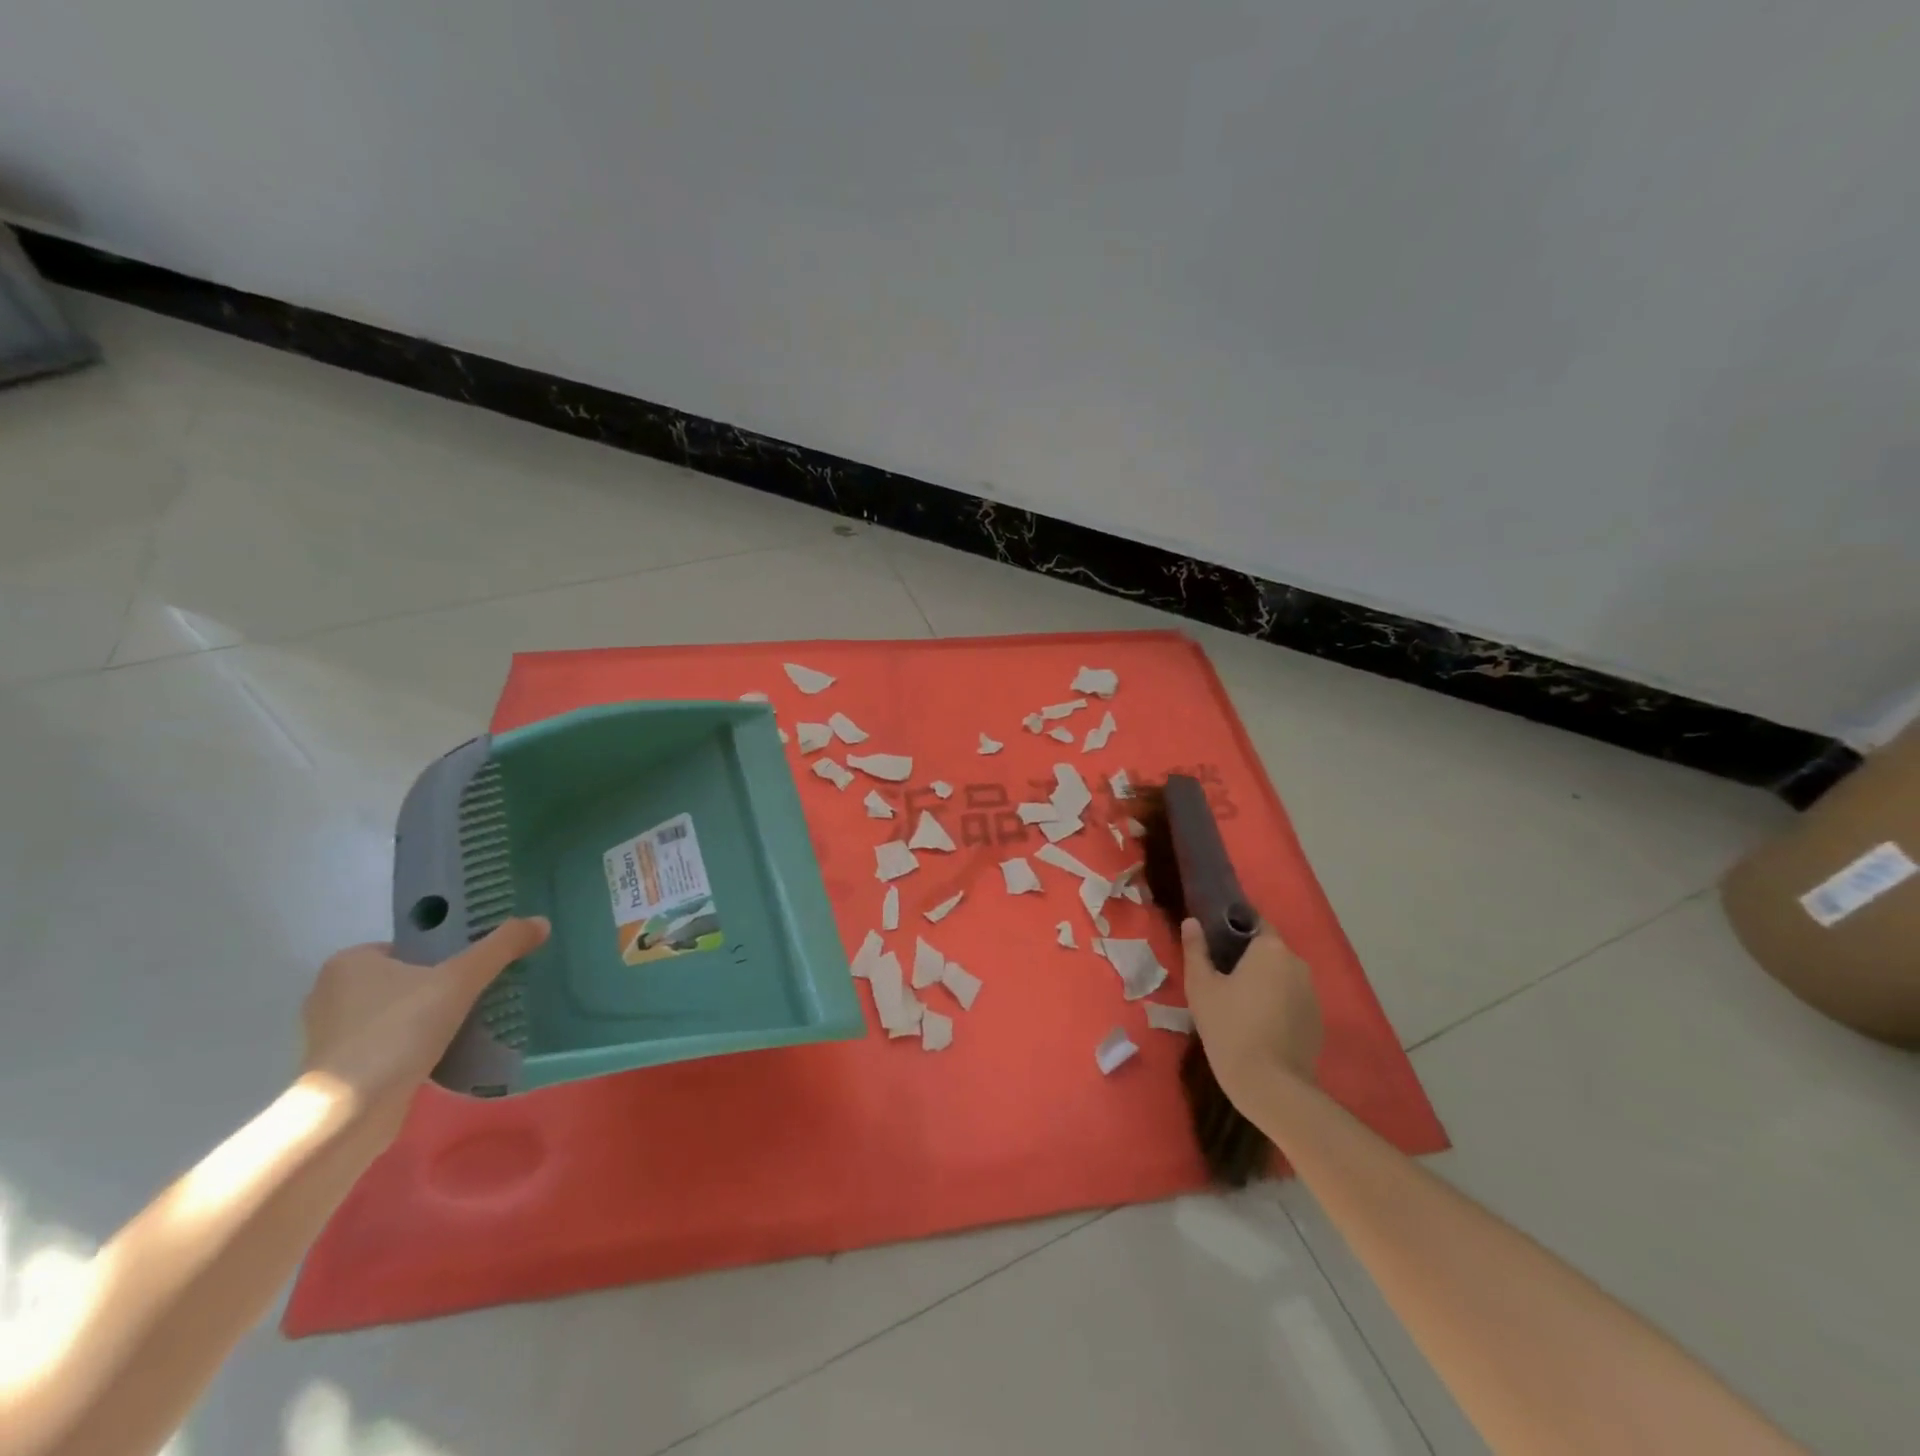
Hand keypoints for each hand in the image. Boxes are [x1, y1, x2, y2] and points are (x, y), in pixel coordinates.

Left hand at [299, 918, 549, 1136]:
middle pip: (404, 979)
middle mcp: (331, 993)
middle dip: (438, 987)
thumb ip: (501, 947)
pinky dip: (413, 1046)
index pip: (409, 946)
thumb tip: (542, 921)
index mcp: (350, 962)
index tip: (475, 967)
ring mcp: (331, 1036)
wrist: (351, 1113)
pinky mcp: (338, 1072)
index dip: (444, 953)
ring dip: (426, 1019)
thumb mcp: (461, 979)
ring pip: (396, 1014)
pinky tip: (444, 1053)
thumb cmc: (399, 1030)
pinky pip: (387, 1045)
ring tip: (469, 1022)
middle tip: (479, 992)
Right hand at [1180, 917, 1322, 1102]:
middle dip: (1246, 958)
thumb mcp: (1201, 986)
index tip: (1213, 941)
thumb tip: (1192, 922)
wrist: (1270, 1086)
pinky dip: (1275, 1004)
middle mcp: (1297, 964)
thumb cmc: (1229, 1027)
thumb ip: (1196, 949)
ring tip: (1235, 1002)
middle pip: (1268, 950)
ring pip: (1280, 976)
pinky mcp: (1317, 1021)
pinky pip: (1291, 1000)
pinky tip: (1256, 1024)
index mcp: (1271, 949)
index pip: (1254, 922)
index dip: (1232, 928)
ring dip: (1261, 982)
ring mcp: (1312, 994)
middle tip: (1218, 975)